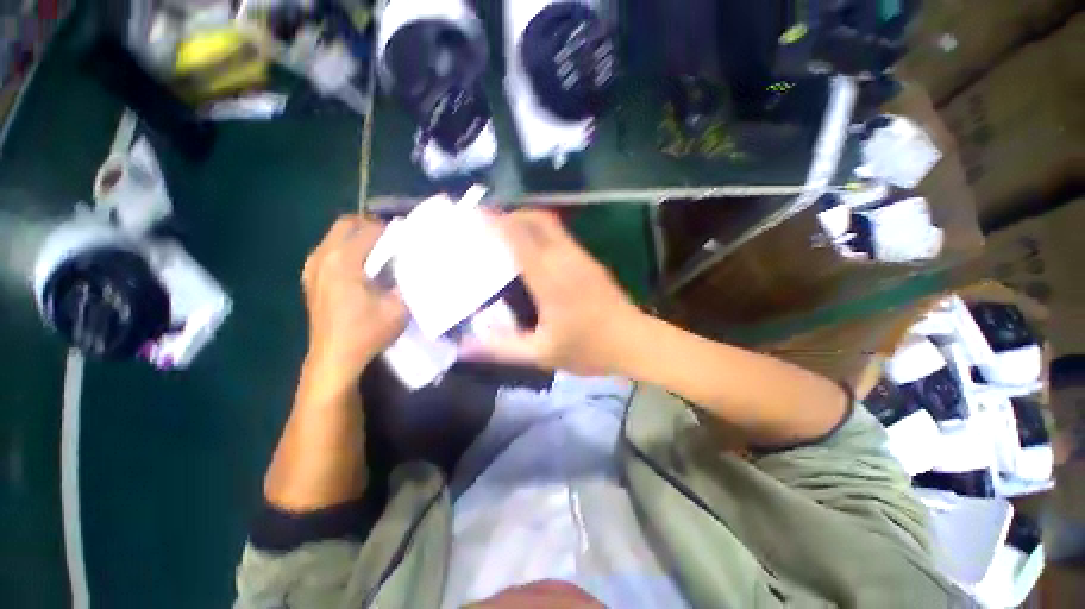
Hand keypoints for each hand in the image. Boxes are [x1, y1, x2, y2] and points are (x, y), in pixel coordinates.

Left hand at [301, 215, 406, 390]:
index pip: (368, 229)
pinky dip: (347, 249)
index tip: (407, 236)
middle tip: (392, 239)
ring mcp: (312, 267)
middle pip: (346, 224)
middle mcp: (322, 257)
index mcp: (343, 260)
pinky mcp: (310, 278)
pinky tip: (362, 266)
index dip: (391, 229)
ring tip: (381, 251)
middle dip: (371, 225)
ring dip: (358, 237)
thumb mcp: (398, 307)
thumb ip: (407, 280)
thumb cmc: (367, 331)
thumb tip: (413, 263)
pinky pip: (329, 250)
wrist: (335, 358)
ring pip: (335, 236)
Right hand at [462, 210, 644, 375]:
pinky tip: (533, 252)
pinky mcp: (591, 262)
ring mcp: (581, 257)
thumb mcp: (541, 354)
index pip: (519, 237)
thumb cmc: (589, 349)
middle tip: (489, 224)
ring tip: (506, 235)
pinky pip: (561, 236)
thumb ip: (501, 348)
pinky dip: (541, 233)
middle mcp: (566, 259)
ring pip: (551, 224)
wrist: (635, 343)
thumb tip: (464, 347)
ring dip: (527, 221)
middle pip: (537, 219)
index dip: (495, 221)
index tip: (474, 216)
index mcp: (550, 278)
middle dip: (511, 214)